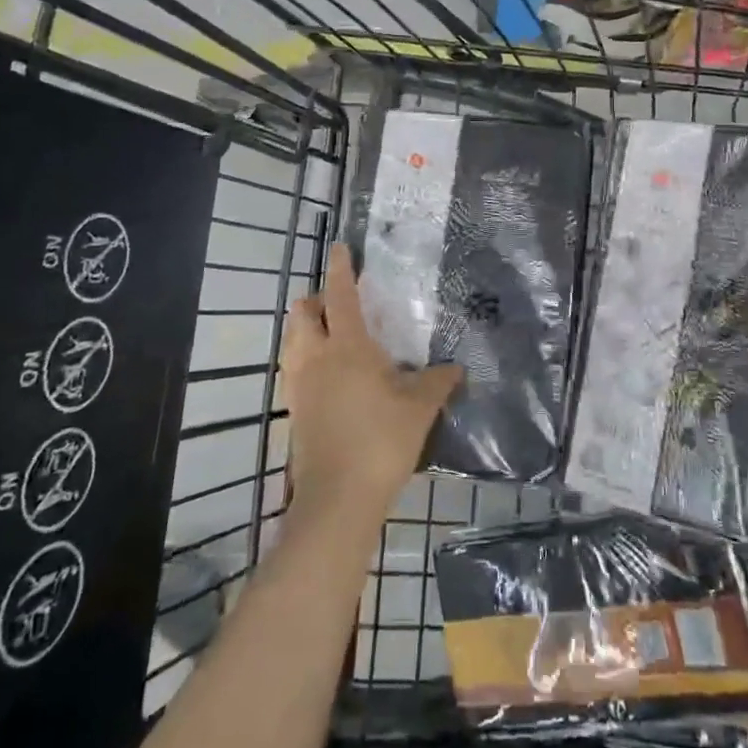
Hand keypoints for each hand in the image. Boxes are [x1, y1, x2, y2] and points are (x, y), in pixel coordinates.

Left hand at [282, 246, 462, 523]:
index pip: (340, 296)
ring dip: (306, 328)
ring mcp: (298, 385)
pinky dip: (303, 357)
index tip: (341, 248)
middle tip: (340, 304)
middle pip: (302, 313)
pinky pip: (292, 368)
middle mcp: (316, 358)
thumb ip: (437, 381)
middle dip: (316, 300)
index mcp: (347, 347)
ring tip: (330, 335)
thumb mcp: (420, 408)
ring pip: (291, 340)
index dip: (340, 270)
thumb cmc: (381, 441)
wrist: (338, 499)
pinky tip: (325, 374)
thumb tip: (455, 367)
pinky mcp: (293, 411)